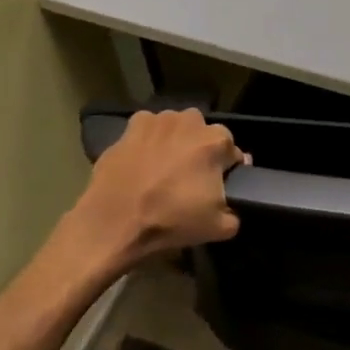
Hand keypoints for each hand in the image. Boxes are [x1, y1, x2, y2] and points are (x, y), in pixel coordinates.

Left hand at [71, 109, 247, 270]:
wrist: (115, 222)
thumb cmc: (171, 220)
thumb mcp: (219, 228)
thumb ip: (235, 213)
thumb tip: (232, 204)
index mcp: (216, 141)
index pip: (232, 152)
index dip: (227, 170)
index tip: (218, 187)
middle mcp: (190, 121)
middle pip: (204, 134)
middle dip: (201, 151)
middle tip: (190, 177)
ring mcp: (158, 120)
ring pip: (176, 128)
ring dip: (176, 142)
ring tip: (164, 169)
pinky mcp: (130, 126)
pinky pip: (148, 129)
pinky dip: (148, 140)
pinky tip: (142, 160)